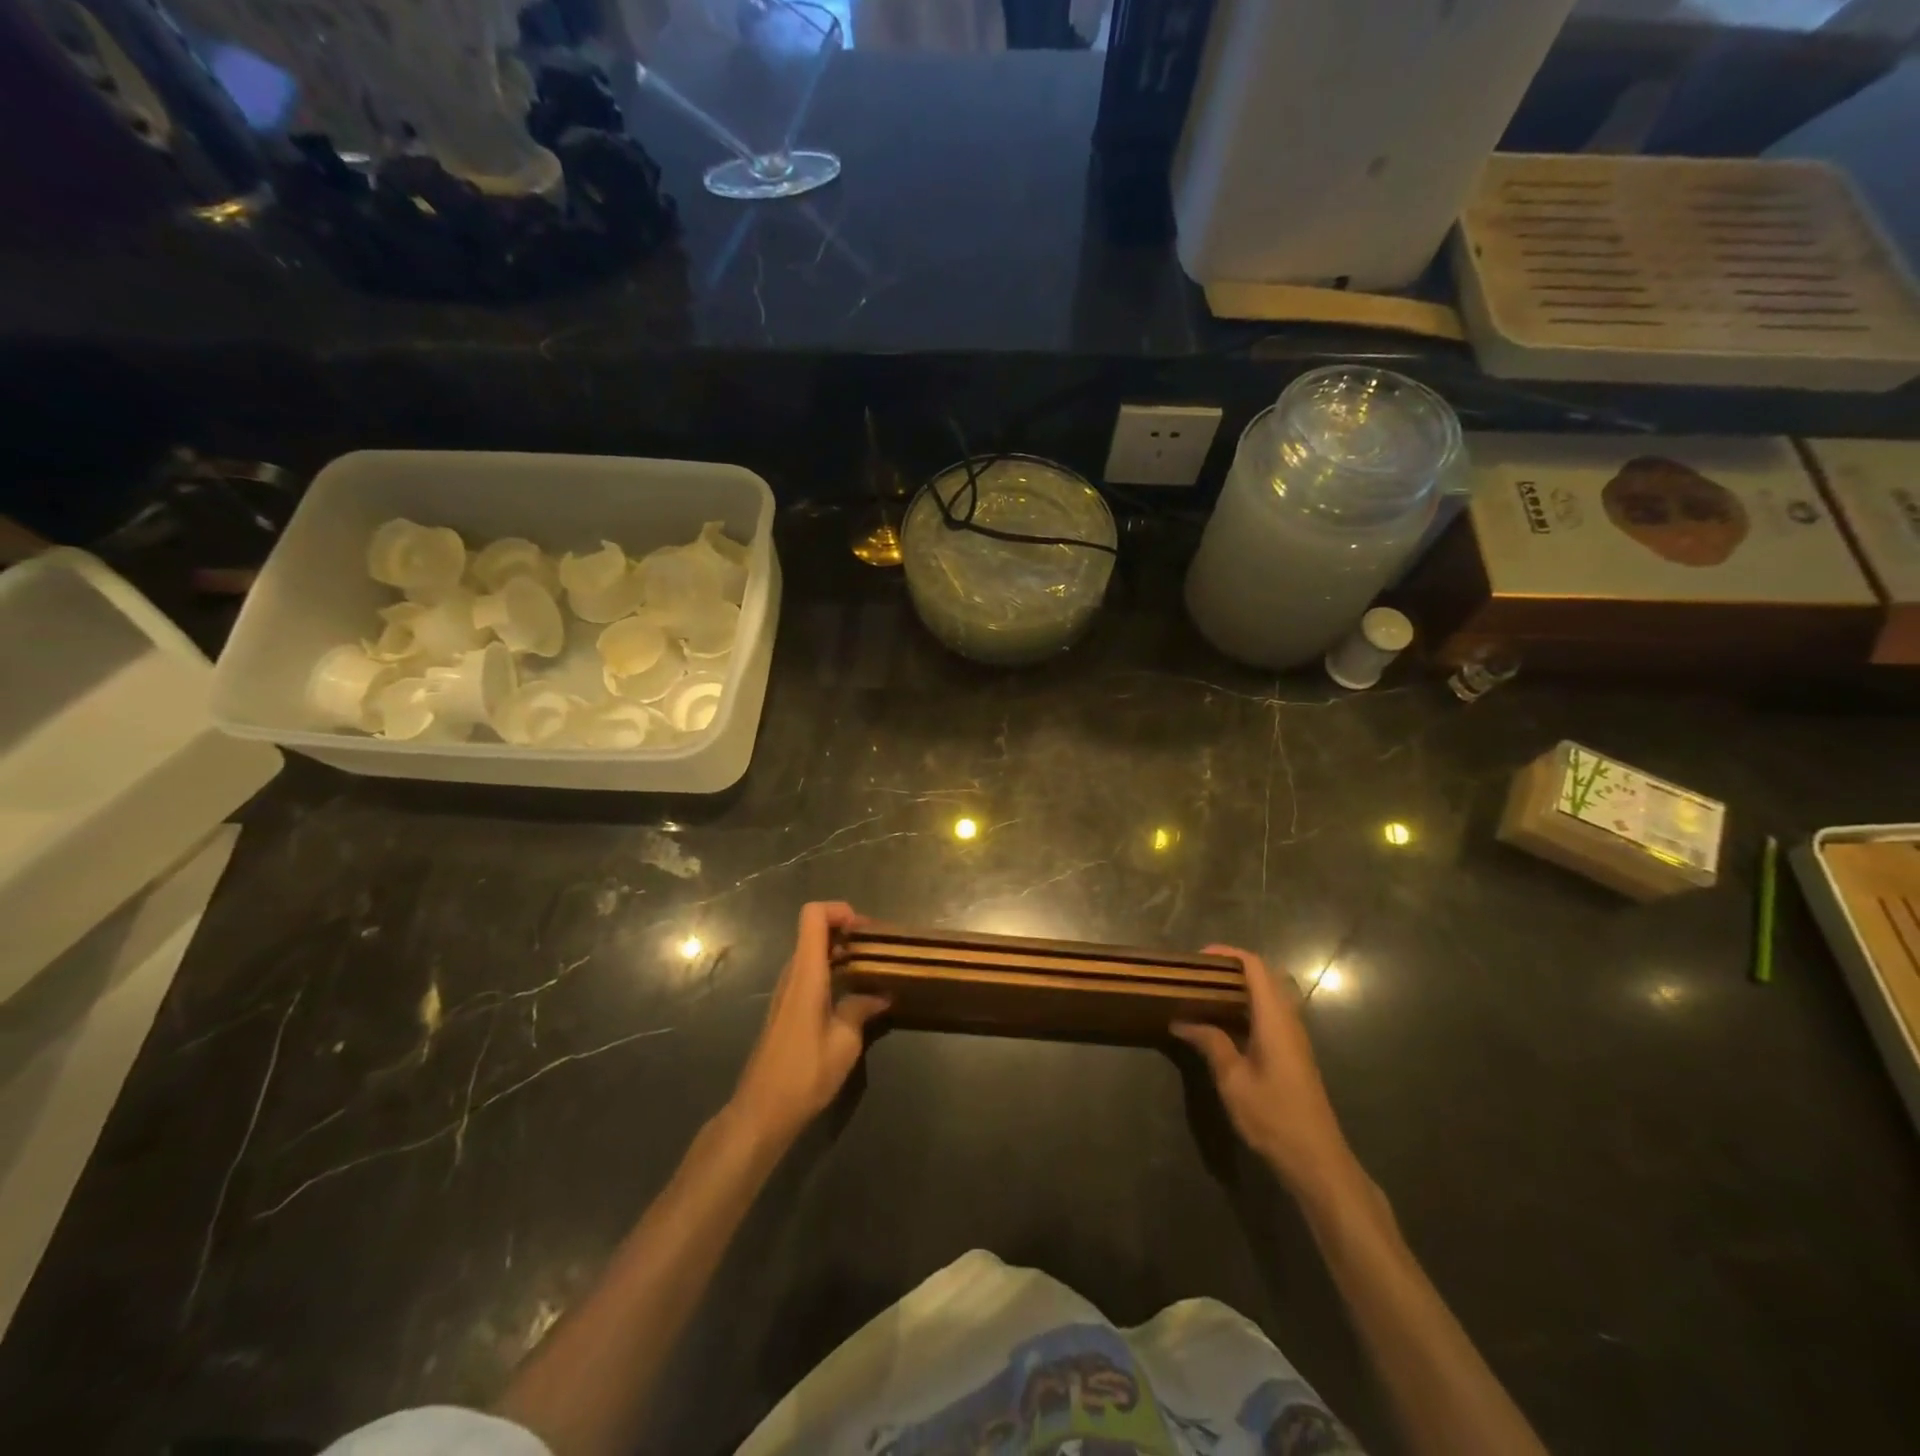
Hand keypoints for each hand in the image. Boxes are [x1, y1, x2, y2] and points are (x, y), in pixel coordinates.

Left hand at [729, 902, 888, 1149]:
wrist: (760, 1112)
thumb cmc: (804, 1075)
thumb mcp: (844, 1044)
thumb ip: (861, 1010)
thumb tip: (881, 995)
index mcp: (806, 975)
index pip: (813, 916)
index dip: (839, 910)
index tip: (865, 930)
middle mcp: (793, 976)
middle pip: (814, 932)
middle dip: (846, 931)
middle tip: (877, 950)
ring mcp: (786, 992)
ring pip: (812, 954)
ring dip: (840, 953)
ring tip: (871, 971)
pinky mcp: (785, 1009)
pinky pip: (809, 975)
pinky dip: (831, 972)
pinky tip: (852, 996)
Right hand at [1172, 946, 1356, 1195]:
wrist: (1317, 1160)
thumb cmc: (1273, 1116)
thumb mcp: (1233, 1079)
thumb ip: (1210, 1043)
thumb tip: (1181, 1020)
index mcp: (1274, 1019)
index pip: (1255, 967)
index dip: (1228, 954)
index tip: (1197, 958)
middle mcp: (1288, 1021)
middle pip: (1264, 977)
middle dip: (1231, 968)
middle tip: (1197, 976)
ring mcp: (1294, 1038)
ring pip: (1268, 997)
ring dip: (1239, 988)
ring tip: (1204, 995)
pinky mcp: (1293, 1054)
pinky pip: (1269, 1015)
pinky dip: (1246, 1008)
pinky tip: (1223, 1025)